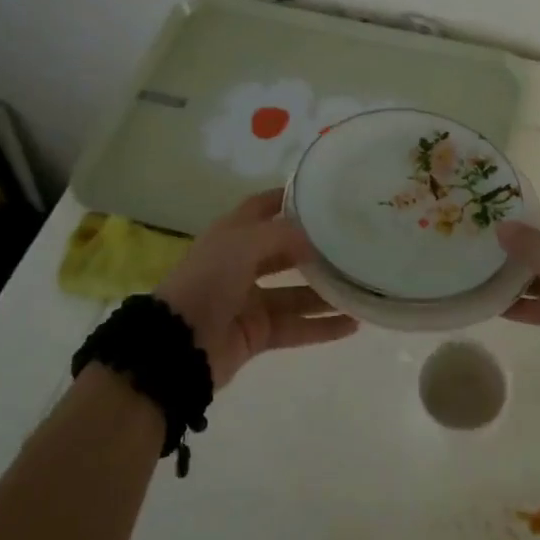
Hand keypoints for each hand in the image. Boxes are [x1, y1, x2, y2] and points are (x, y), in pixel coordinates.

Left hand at [154, 190, 357, 387]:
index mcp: (232, 235)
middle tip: (354, 245)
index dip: (289, 199)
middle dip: (317, 249)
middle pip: (286, 252)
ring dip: (327, 292)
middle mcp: (242, 264)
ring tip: (362, 287)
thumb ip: (283, 234)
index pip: (264, 207)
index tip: (324, 195)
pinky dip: (323, 327)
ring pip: (297, 293)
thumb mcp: (243, 243)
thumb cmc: (209, 280)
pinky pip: (297, 327)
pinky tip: (353, 323)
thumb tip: (315, 239)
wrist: (178, 344)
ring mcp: (250, 301)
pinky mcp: (258, 333)